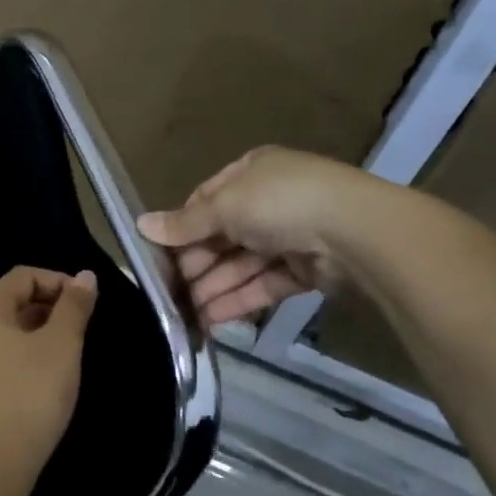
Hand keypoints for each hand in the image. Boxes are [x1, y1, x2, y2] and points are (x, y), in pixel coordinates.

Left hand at [0, 266, 97, 471]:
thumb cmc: (31, 394)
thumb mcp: (62, 346)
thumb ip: (74, 307)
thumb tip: (85, 276)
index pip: (20, 277)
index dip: (56, 280)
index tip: (84, 302)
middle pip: (7, 307)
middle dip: (45, 310)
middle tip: (77, 332)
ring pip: (0, 340)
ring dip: (32, 340)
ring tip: (61, 362)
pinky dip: (17, 366)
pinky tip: (36, 391)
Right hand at [139, 146, 380, 326]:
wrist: (353, 232)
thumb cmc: (279, 203)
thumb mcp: (224, 206)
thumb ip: (185, 223)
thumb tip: (141, 225)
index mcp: (250, 174)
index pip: (205, 201)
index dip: (181, 228)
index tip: (157, 255)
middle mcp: (268, 202)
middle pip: (221, 237)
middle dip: (195, 265)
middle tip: (168, 293)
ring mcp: (287, 237)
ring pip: (240, 265)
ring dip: (212, 288)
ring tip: (185, 316)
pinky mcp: (303, 271)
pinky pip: (262, 285)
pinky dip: (237, 301)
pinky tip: (211, 321)